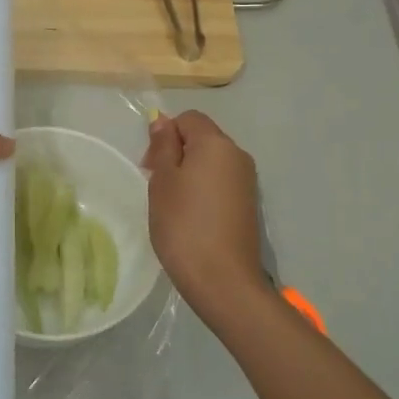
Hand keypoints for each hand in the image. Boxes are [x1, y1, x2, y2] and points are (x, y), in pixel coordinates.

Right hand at [141, 111, 268, 318]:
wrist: (222, 279)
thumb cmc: (183, 224)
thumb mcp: (163, 181)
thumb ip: (164, 147)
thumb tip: (163, 121)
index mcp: (216, 144)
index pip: (189, 118)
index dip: (166, 133)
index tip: (150, 164)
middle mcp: (238, 156)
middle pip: (202, 138)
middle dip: (176, 152)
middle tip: (155, 184)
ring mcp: (247, 182)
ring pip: (211, 162)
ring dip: (189, 173)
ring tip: (171, 203)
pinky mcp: (249, 205)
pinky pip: (221, 183)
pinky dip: (203, 190)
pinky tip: (191, 216)